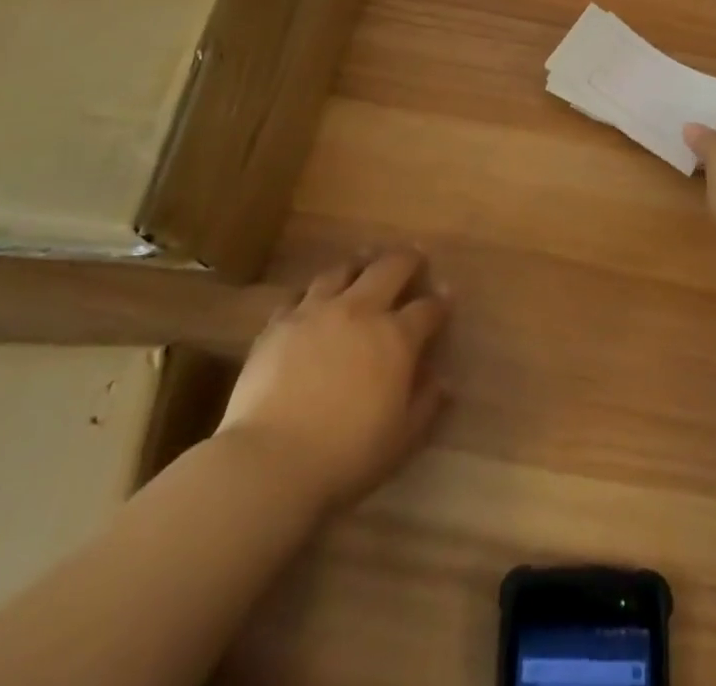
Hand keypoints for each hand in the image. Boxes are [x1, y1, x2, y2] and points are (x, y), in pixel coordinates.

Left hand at [217, 249, 449, 507]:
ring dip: (359, 263)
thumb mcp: (400, 440)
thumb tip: (443, 381)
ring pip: (343, 271)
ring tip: (365, 261)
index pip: (427, 309)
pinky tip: (313, 297)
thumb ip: (426, 405)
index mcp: (396, 338)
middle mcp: (360, 311)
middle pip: (389, 268)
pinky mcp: (279, 323)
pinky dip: (313, 292)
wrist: (270, 460)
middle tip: (414, 256)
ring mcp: (316, 312)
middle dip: (407, 259)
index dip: (439, 302)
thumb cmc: (345, 455)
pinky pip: (299, 294)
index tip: (445, 296)